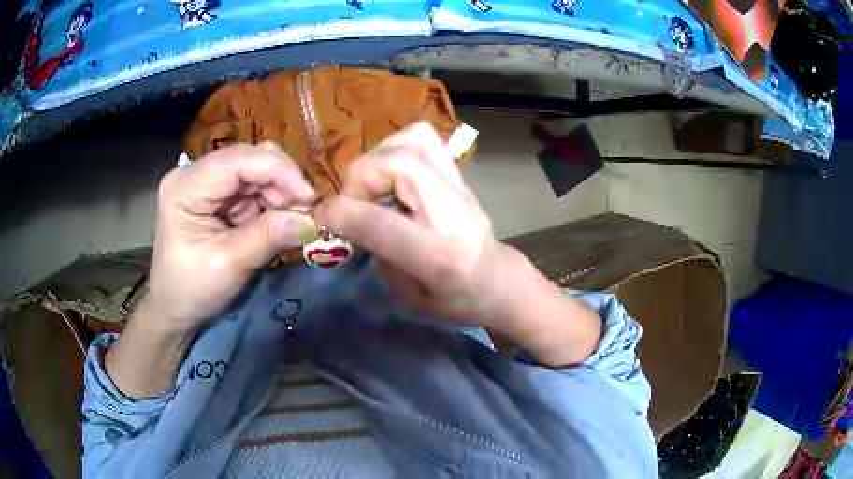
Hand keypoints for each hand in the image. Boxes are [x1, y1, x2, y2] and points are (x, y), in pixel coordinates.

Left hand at [144, 142, 317, 332]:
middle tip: (302, 213)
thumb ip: (268, 237)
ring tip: (288, 222)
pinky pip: (251, 185)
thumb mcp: (230, 266)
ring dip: (277, 193)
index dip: (280, 171)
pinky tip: (273, 222)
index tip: (311, 199)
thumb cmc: (192, 290)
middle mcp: (193, 172)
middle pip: (249, 158)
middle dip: (281, 182)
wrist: (174, 307)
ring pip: (254, 169)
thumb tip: (313, 219)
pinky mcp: (214, 192)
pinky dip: (269, 201)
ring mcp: (204, 180)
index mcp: (185, 186)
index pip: (239, 159)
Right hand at [318, 122, 508, 324]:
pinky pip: (423, 139)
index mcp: (438, 256)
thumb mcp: (410, 298)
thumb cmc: (455, 301)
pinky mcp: (459, 173)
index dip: (341, 212)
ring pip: (412, 140)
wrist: (498, 281)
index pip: (380, 221)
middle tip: (352, 202)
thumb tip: (346, 218)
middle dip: (359, 177)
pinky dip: (395, 149)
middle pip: (399, 162)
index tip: (322, 217)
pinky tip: (389, 175)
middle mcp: (452, 211)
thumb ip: (377, 254)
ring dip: (377, 158)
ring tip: (371, 185)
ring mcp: (460, 186)